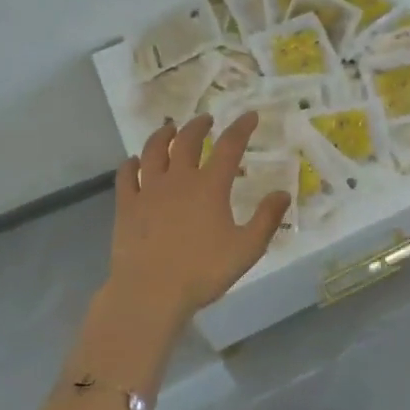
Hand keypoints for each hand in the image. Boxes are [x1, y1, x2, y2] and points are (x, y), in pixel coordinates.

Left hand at [104, 111, 291, 332]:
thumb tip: (283, 193)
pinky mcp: (126, 205)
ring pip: (153, 150)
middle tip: (206, 119)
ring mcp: (148, 190)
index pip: (229, 146)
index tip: (250, 115)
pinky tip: (133, 161)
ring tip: (169, 128)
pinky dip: (130, 163)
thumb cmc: (202, 272)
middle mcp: (178, 179)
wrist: (150, 293)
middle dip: (199, 125)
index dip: (241, 128)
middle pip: (187, 140)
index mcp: (209, 186)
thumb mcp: (246, 249)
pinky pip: (125, 175)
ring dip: (163, 135)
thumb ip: (266, 219)